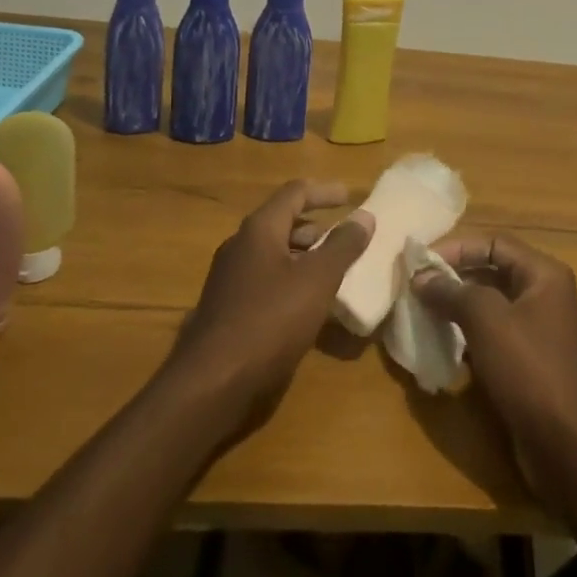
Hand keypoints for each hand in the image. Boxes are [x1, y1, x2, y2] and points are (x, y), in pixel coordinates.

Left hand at [161, 179, 374, 437]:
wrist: (211, 384)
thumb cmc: (269, 321)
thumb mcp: (317, 280)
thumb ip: (343, 246)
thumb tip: (364, 215)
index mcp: (260, 229)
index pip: (295, 193)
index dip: (325, 192)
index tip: (351, 197)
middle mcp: (240, 246)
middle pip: (283, 222)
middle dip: (317, 227)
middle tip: (347, 239)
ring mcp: (230, 278)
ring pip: (274, 254)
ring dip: (305, 256)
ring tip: (334, 271)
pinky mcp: (228, 308)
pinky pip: (266, 280)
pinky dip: (291, 280)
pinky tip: (308, 304)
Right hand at [413, 235, 576, 512]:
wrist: (566, 445)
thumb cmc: (528, 369)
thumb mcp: (487, 321)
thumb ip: (452, 292)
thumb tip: (421, 277)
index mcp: (543, 274)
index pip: (495, 243)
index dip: (457, 248)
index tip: (421, 262)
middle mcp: (543, 295)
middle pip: (492, 272)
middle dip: (453, 277)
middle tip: (416, 286)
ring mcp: (537, 330)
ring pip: (489, 305)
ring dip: (456, 306)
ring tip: (421, 311)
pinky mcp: (527, 361)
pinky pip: (492, 334)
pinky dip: (466, 334)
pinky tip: (440, 343)